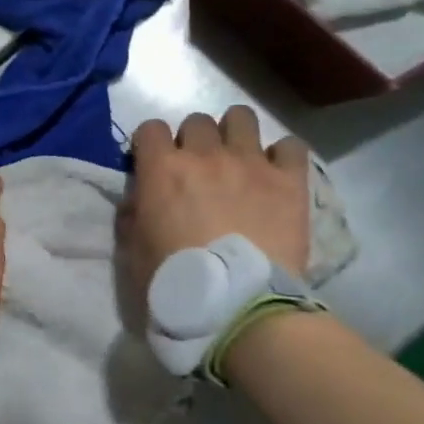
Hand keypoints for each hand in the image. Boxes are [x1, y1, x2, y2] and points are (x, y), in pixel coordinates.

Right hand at [119, 107, 310, 290]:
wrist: (238, 305)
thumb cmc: (177, 282)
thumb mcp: (135, 253)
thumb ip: (133, 217)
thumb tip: (139, 200)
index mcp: (162, 169)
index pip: (150, 129)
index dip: (150, 145)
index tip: (154, 163)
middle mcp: (205, 154)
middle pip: (197, 121)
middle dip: (194, 141)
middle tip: (199, 170)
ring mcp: (250, 162)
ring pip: (242, 118)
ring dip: (236, 134)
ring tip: (239, 160)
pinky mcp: (289, 180)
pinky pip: (290, 146)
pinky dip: (282, 156)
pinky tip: (277, 174)